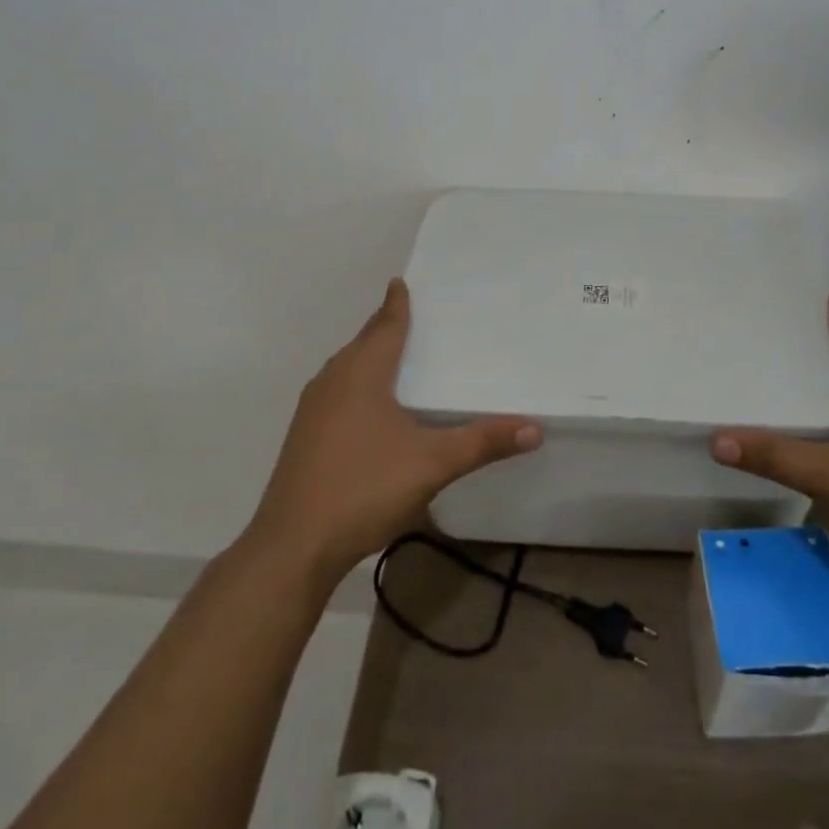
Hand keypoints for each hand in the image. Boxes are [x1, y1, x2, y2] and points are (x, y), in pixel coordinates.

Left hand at [246, 278, 542, 578]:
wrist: (292, 546)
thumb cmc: (364, 488)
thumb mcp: (433, 464)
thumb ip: (483, 443)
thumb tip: (535, 428)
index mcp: (362, 373)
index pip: (385, 326)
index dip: (396, 304)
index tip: (401, 282)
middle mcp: (333, 380)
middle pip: (363, 342)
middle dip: (384, 327)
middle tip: (410, 316)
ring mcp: (312, 410)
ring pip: (345, 368)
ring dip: (368, 355)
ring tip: (393, 355)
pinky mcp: (303, 437)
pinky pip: (336, 392)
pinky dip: (356, 383)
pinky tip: (369, 407)